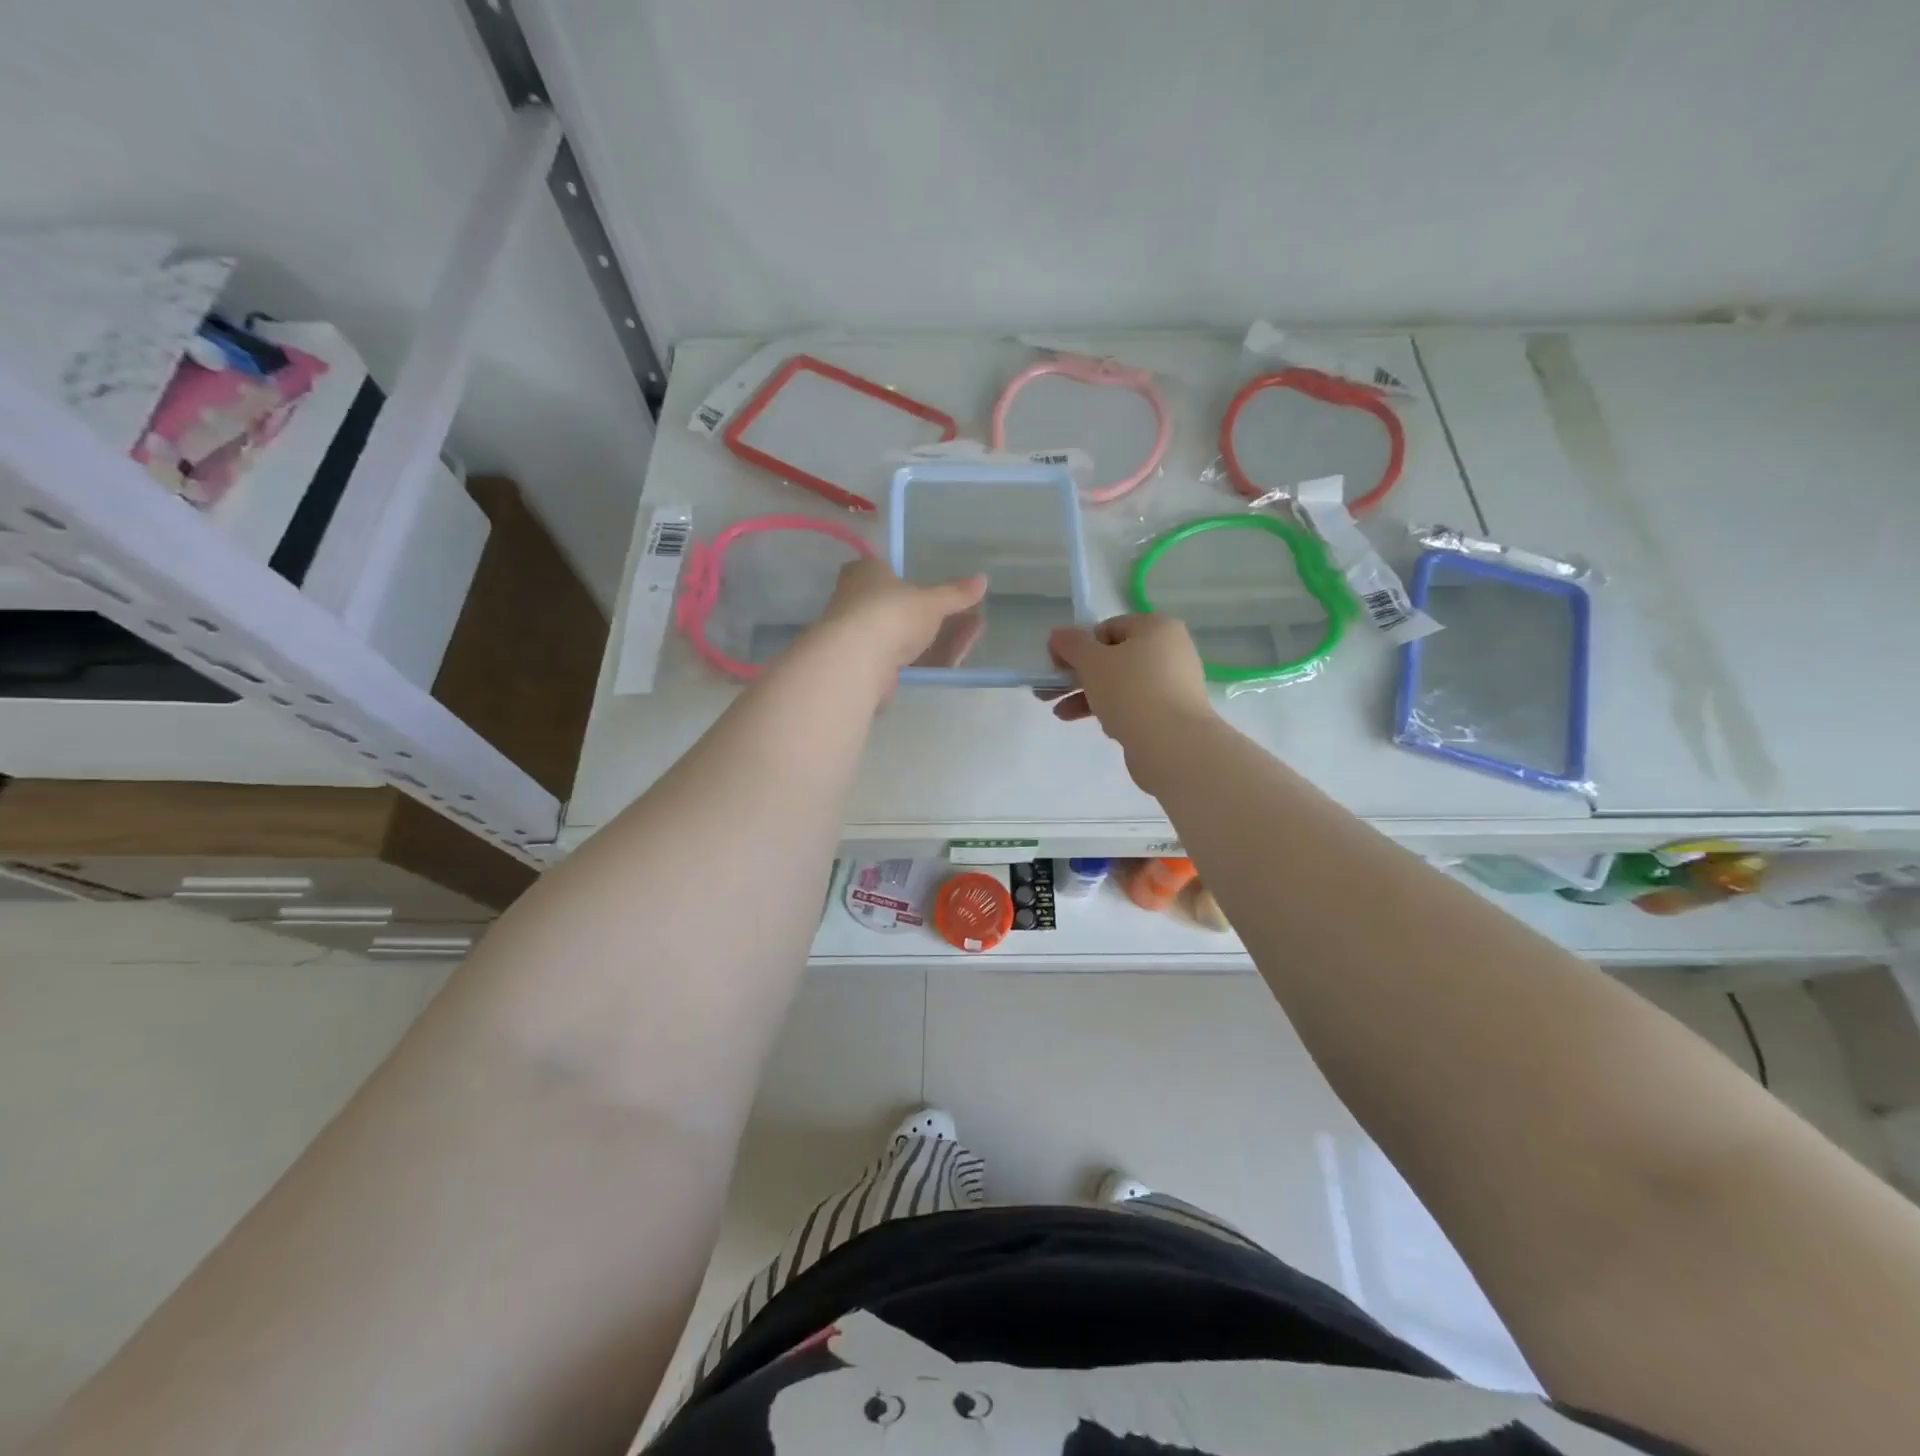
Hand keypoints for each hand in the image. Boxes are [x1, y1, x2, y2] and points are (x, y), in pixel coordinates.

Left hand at [810, 558, 987, 679]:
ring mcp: (863, 636)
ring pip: (908, 635)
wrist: (857, 661)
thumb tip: (983, 579)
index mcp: (866, 573)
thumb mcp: (930, 601)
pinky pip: (905, 658)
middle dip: (942, 615)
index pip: (888, 570)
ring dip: (942, 636)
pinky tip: (955, 658)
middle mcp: (858, 601)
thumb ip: (956, 593)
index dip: (917, 582)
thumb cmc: (891, 613)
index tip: (945, 593)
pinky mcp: (869, 666)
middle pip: (905, 607)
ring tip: (974, 635)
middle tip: (972, 618)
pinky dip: (930, 656)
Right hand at [1039, 614, 1215, 788]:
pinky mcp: (1173, 713)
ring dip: (1088, 696)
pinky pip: (1136, 706)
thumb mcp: (1092, 662)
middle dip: (1079, 675)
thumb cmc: (1130, 691)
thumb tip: (1058, 634)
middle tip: (1051, 691)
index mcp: (1157, 628)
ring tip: (1061, 713)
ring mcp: (1174, 684)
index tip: (1059, 666)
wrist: (1172, 744)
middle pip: (1114, 658)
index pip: (1109, 628)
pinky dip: (1114, 711)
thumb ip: (1072, 645)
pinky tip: (1101, 727)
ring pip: (1122, 684)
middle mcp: (1171, 650)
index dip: (1080, 645)